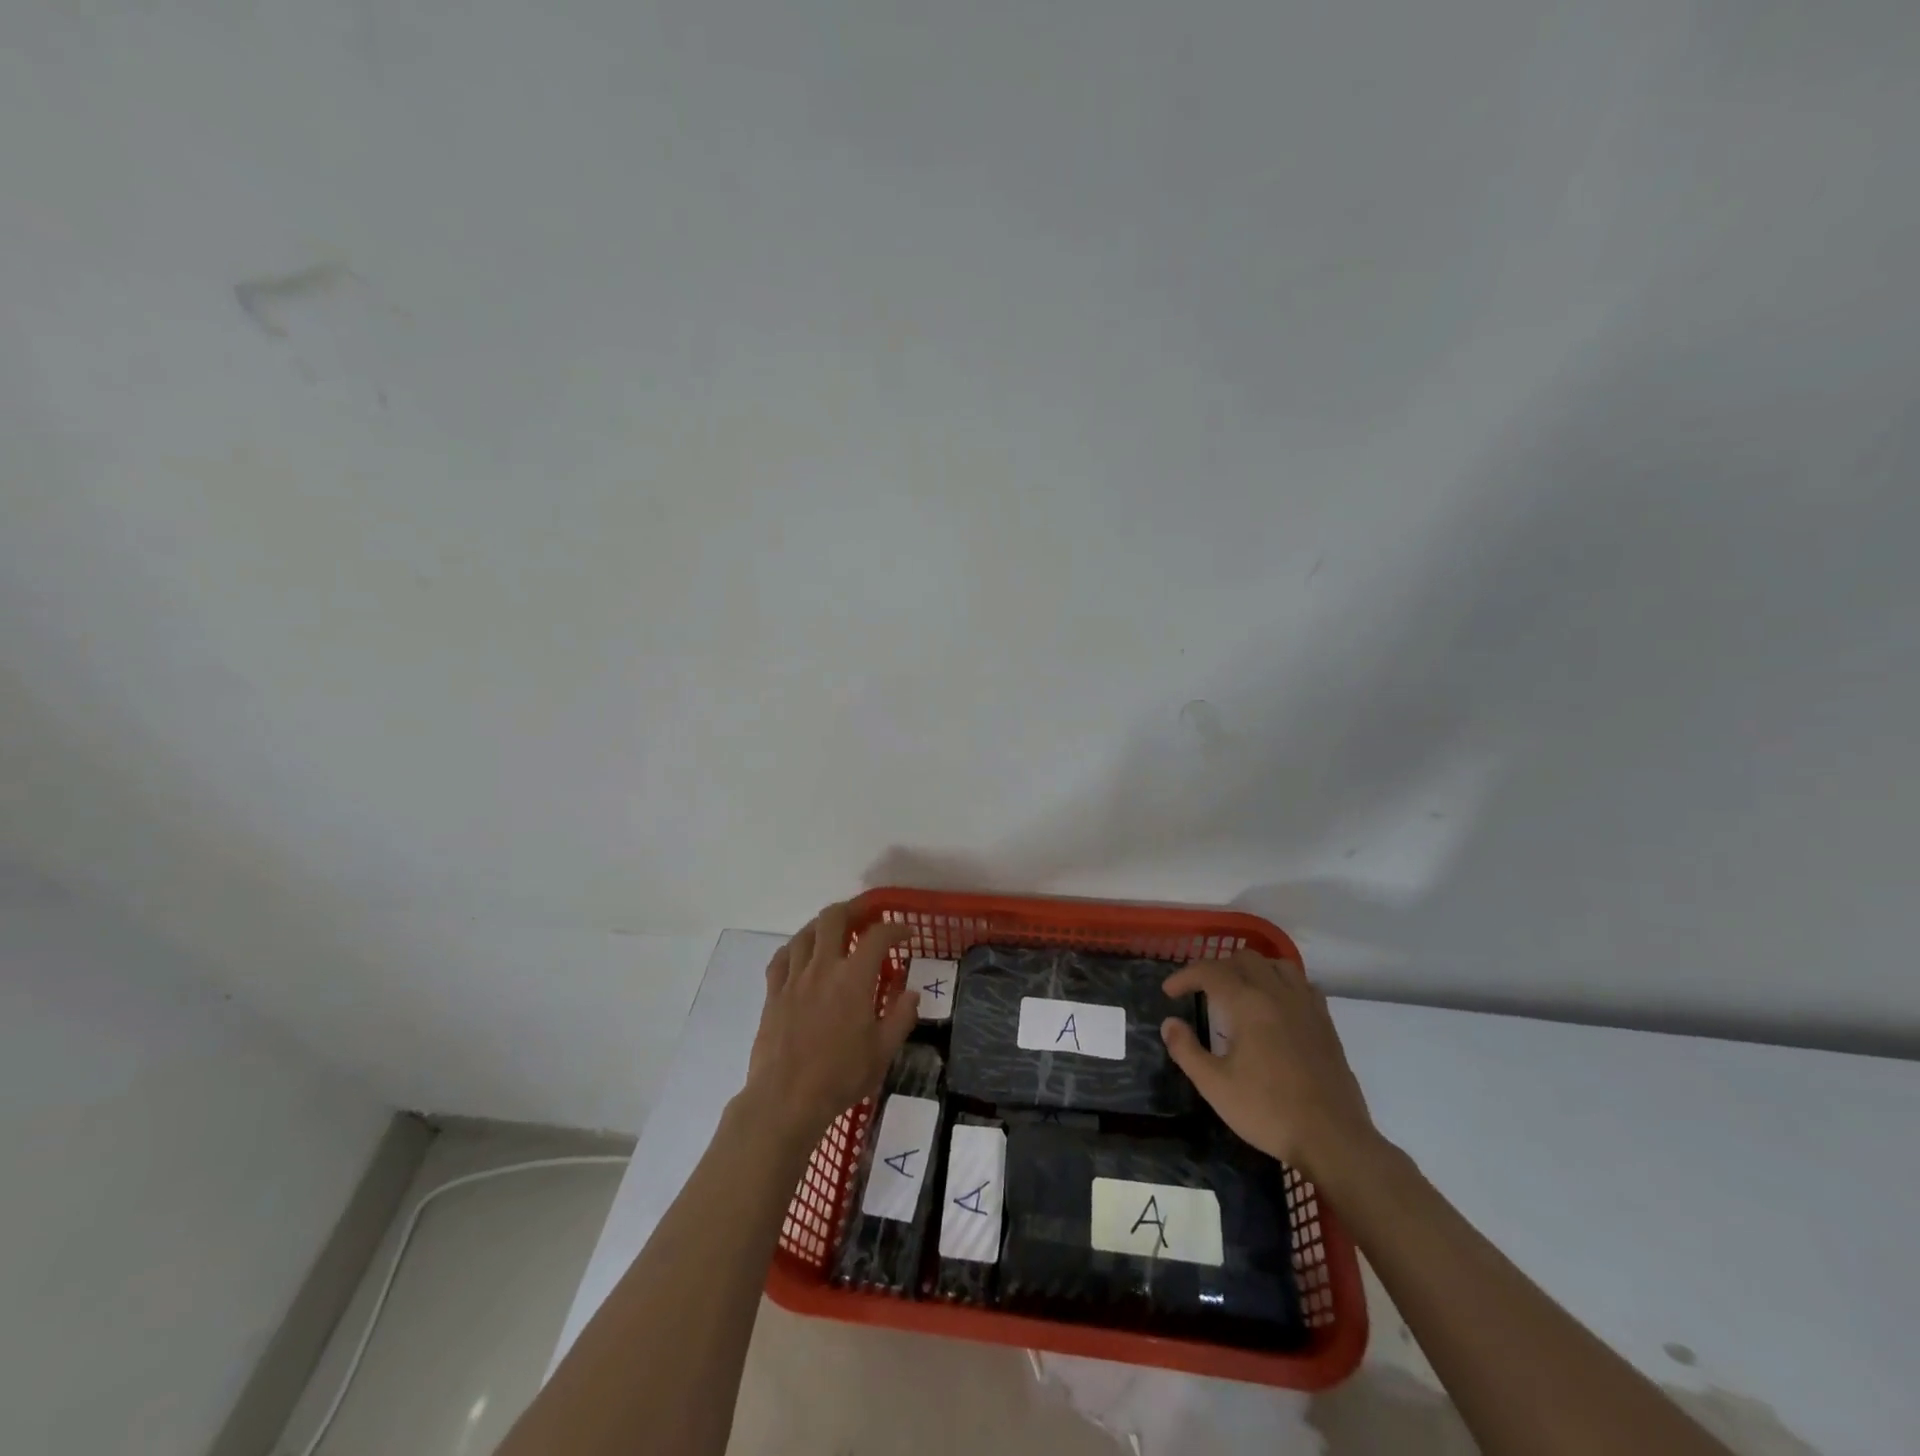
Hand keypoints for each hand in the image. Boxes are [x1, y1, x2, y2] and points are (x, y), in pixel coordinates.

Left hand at [741, 904, 918, 1143]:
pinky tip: (801, 954)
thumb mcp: (883, 1051)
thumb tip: (911, 993)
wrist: (786, 1099)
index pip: (878, 936)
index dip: (895, 928)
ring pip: (805, 933)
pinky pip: (781, 958)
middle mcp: (823, 967)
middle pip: (834, 918)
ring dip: (823, 925)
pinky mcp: (773, 994)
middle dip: (853, 909)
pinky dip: (794, 948)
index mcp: (854, 978)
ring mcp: (794, 978)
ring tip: (835, 931)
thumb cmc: (840, 1076)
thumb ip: (901, 1017)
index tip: (906, 933)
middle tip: (867, 916)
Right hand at [1160, 949, 1377, 1177]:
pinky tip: (1276, 1005)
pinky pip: (1302, 984)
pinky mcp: (1326, 1023)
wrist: (1333, 1140)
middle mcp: (1277, 994)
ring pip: (1277, 965)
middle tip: (1201, 991)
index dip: (1185, 976)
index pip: (1210, 971)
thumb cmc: (1268, 1111)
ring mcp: (1306, 1007)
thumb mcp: (1215, 1086)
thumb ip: (1186, 1050)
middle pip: (1244, 959)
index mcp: (1248, 1004)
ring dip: (1252, 969)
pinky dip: (1282, 983)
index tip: (1169, 992)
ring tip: (1239, 991)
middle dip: (1217, 968)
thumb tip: (1169, 1024)